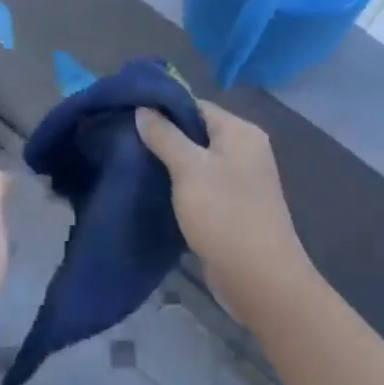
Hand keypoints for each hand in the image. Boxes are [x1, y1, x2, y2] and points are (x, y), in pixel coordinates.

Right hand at [136, 101, 306, 324]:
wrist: (259, 279)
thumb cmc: (225, 214)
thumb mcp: (189, 169)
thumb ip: (165, 136)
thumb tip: (143, 108)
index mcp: (241, 132)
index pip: (196, 106)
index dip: (163, 108)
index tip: (128, 115)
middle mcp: (245, 150)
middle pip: (197, 132)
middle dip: (163, 136)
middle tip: (124, 140)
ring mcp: (240, 180)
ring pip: (196, 160)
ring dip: (169, 163)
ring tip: (132, 163)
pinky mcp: (232, 207)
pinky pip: (201, 185)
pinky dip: (179, 185)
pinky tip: (152, 190)